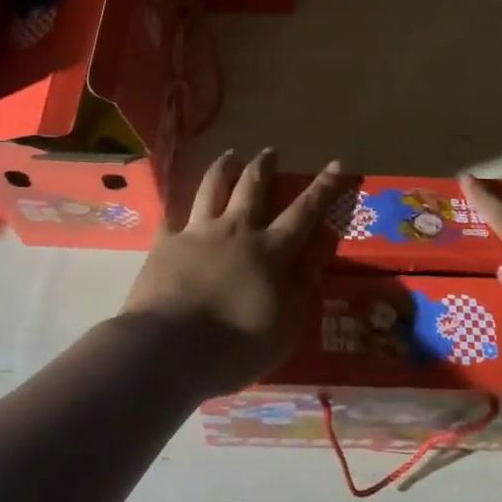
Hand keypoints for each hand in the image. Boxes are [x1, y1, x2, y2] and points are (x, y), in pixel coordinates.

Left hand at [120, 149, 346, 398]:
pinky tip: (176, 199)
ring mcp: (197, 233)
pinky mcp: (165, 243)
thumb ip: (300, 292)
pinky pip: (172, 214)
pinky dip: (176, 203)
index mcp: (269, 252)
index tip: (335, 164)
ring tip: (229, 155)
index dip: (322, 188)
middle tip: (269, 151)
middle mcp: (235, 231)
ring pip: (213, 188)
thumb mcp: (283, 330)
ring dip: (223, 168)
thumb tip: (313, 261)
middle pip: (252, 187)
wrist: (167, 349)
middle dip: (264, 166)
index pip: (303, 212)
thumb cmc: (233, 349)